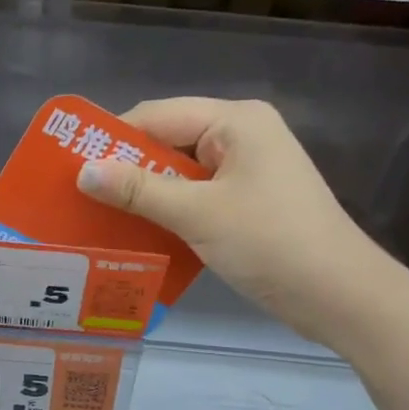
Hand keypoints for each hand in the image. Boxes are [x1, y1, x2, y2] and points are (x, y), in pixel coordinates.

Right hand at [76, 98, 403, 347]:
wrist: (338, 294)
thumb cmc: (270, 243)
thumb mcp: (198, 214)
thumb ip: (139, 190)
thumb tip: (83, 171)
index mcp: (236, 120)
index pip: (157, 115)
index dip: (112, 139)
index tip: (70, 168)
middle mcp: (242, 135)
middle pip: (168, 143)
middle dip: (127, 170)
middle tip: (79, 198)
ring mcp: (249, 170)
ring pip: (181, 174)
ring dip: (146, 195)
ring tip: (100, 219)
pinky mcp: (250, 202)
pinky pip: (197, 198)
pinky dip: (170, 213)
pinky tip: (140, 234)